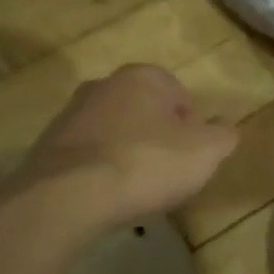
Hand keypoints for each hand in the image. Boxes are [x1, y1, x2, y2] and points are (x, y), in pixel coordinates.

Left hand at [14, 64, 238, 225]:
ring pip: (114, 132)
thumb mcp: (204, 152)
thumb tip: (225, 128)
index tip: (192, 158)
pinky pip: (87, 155)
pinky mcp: (47, 145)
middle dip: (158, 138)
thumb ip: (223, 136)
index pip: (180, 96)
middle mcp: (104, 85)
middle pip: (144, 111)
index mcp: (143, 77)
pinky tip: (105, 197)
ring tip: (136, 190)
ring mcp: (71, 114)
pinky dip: (99, 171)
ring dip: (127, 154)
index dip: (192, 128)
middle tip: (167, 173)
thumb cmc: (145, 165)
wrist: (66, 196)